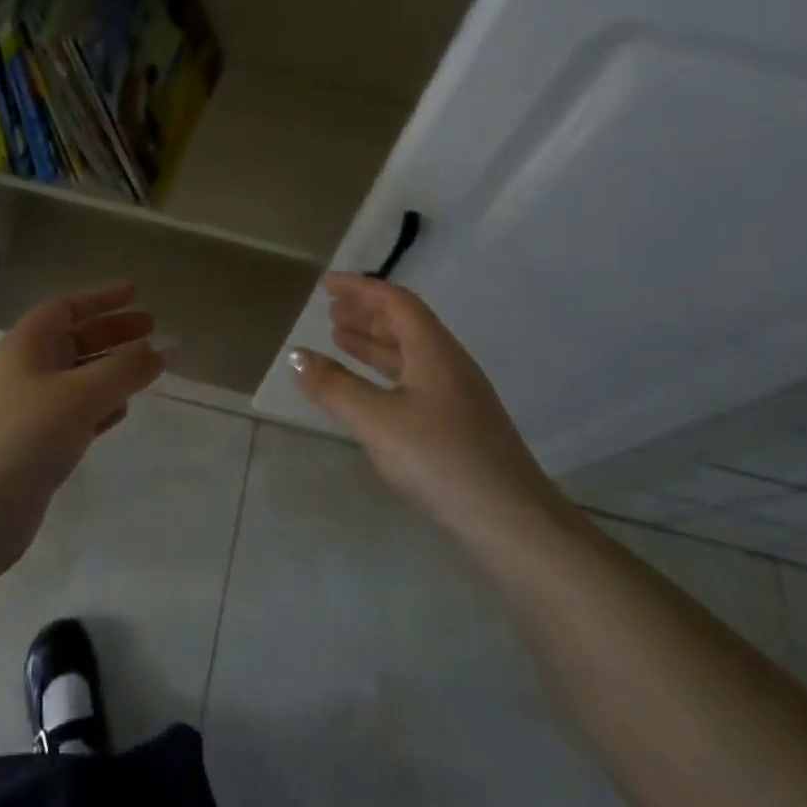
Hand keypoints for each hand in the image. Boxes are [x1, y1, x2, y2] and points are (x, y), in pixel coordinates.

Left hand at [0, 282, 165, 574]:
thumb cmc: (25, 435)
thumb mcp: (81, 394)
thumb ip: (127, 369)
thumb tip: (167, 346)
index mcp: (28, 345)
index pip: (67, 307)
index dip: (101, 298)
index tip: (137, 294)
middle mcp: (27, 370)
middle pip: (74, 339)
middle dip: (112, 332)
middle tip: (152, 329)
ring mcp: (29, 408)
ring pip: (77, 377)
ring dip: (110, 368)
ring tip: (146, 367)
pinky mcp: (35, 444)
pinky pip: (75, 412)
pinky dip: (100, 405)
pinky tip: (121, 410)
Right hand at [289, 274, 569, 551]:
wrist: (511, 521)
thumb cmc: (440, 460)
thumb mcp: (376, 421)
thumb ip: (334, 386)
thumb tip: (296, 355)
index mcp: (434, 351)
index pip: (395, 302)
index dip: (360, 289)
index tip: (327, 285)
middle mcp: (449, 364)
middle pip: (405, 323)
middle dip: (366, 312)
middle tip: (330, 310)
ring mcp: (458, 395)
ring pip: (410, 353)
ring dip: (374, 342)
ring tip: (339, 339)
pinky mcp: (460, 423)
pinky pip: (415, 378)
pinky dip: (385, 371)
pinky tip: (370, 390)